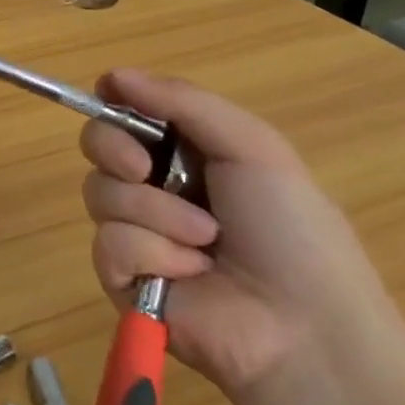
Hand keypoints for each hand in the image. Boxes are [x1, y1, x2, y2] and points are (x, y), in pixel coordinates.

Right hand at [80, 70, 399, 397]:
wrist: (305, 329)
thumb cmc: (290, 229)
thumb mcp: (252, 147)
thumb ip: (183, 101)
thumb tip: (112, 75)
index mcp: (188, 152)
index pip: (127, 111)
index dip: (114, 102)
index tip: (111, 96)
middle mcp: (156, 186)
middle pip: (98, 144)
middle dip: (115, 149)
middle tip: (145, 168)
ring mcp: (137, 232)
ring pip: (100, 194)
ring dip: (154, 213)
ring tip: (205, 241)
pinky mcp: (123, 279)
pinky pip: (108, 245)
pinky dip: (151, 254)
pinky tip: (189, 274)